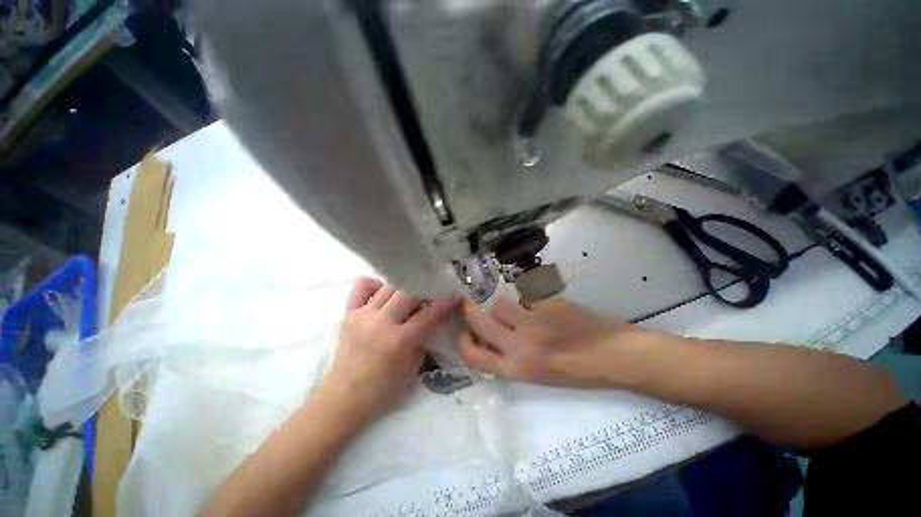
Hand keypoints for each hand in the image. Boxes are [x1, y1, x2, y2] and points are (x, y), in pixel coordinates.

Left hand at [321, 277, 460, 422]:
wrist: (344, 399)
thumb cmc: (383, 390)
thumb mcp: (413, 368)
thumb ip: (425, 340)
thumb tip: (436, 320)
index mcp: (399, 341)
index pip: (429, 314)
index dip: (445, 303)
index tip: (455, 295)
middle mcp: (381, 323)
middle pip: (408, 292)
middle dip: (425, 290)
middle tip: (431, 294)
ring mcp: (363, 315)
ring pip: (389, 286)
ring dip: (404, 288)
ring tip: (409, 295)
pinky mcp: (348, 313)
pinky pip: (362, 286)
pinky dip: (376, 285)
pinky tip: (383, 294)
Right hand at [457, 296, 641, 388]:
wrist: (614, 355)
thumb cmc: (577, 373)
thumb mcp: (538, 375)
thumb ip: (511, 357)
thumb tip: (492, 337)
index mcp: (518, 368)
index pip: (474, 356)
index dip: (464, 343)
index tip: (465, 334)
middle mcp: (520, 344)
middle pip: (479, 321)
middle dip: (469, 312)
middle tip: (468, 305)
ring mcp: (533, 320)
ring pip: (501, 303)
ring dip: (502, 307)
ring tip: (515, 311)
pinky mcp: (547, 302)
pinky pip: (526, 298)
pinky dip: (528, 302)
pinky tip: (542, 309)